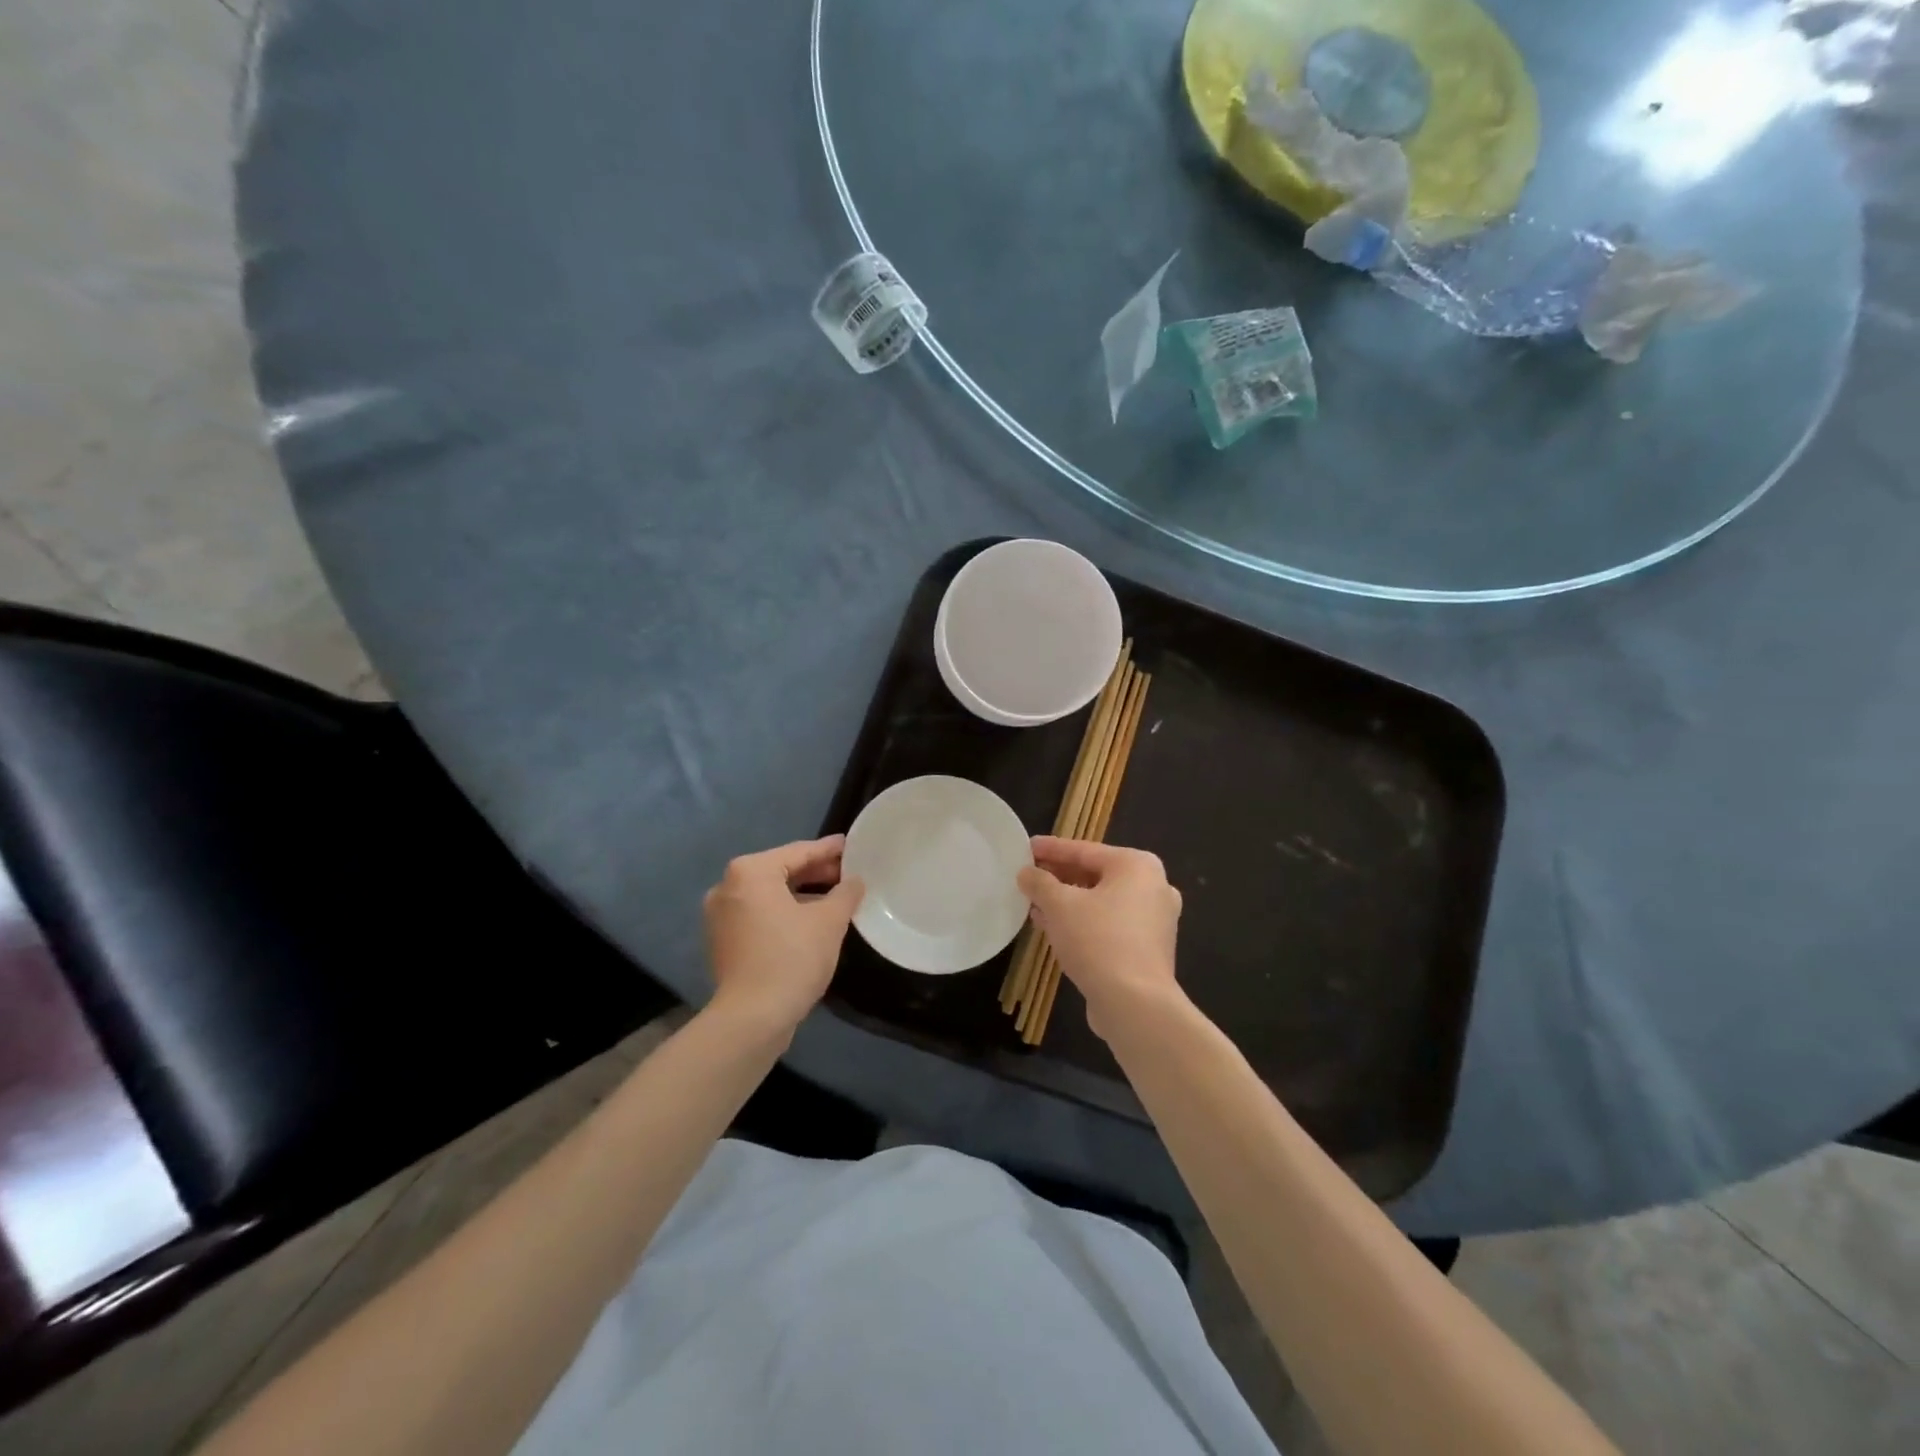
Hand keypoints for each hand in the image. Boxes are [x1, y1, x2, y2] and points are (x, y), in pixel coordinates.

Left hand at [703, 836, 863, 1036]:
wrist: (751, 1019)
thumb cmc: (792, 958)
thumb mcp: (829, 922)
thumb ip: (846, 893)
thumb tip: (855, 881)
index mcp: (750, 872)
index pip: (798, 852)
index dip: (829, 850)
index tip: (851, 846)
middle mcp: (728, 886)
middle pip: (781, 871)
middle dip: (816, 873)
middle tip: (848, 874)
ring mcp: (720, 916)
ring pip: (769, 895)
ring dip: (801, 895)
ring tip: (835, 899)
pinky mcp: (723, 941)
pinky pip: (759, 914)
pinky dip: (783, 913)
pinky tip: (810, 922)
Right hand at [1016, 837, 1182, 1037]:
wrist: (1136, 1005)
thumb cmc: (1098, 941)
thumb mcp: (1059, 905)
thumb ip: (1040, 883)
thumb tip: (1026, 873)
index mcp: (1137, 866)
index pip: (1084, 850)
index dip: (1051, 849)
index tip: (1026, 847)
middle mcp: (1153, 887)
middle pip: (1095, 875)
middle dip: (1059, 877)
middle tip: (1028, 876)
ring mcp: (1155, 920)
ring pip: (1101, 902)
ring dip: (1068, 902)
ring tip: (1034, 903)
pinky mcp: (1148, 949)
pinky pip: (1109, 925)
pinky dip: (1083, 922)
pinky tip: (1053, 929)